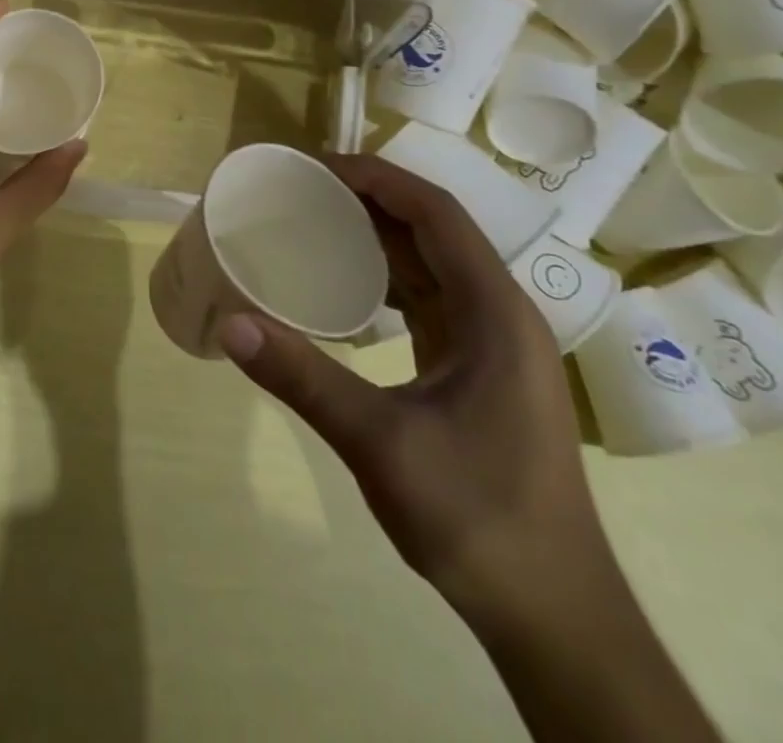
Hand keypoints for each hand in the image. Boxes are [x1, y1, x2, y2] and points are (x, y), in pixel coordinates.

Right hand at [217, 155, 608, 622]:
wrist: (552, 617)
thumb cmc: (479, 519)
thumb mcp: (381, 444)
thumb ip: (304, 379)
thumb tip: (229, 324)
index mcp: (494, 313)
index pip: (436, 214)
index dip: (378, 178)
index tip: (316, 166)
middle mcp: (500, 315)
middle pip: (433, 231)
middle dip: (369, 201)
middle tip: (302, 190)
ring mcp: (492, 345)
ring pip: (431, 265)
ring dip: (377, 237)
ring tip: (315, 224)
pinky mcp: (477, 371)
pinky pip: (429, 300)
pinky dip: (385, 280)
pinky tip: (345, 288)